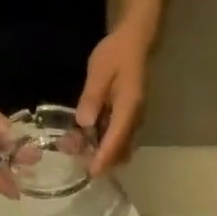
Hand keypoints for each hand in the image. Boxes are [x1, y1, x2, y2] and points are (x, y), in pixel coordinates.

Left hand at [77, 20, 152, 174]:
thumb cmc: (117, 54)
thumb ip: (92, 97)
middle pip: (121, 150)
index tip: (92, 173)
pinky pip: (120, 137)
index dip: (104, 158)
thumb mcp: (99, 71)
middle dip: (103, 160)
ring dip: (104, 153)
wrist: (135, 42)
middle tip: (81, 163)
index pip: (116, 140)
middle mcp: (135, 119)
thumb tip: (84, 123)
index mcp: (128, 109)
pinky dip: (107, 144)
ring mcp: (134, 120)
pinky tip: (90, 139)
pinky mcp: (130, 117)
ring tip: (82, 152)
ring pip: (121, 146)